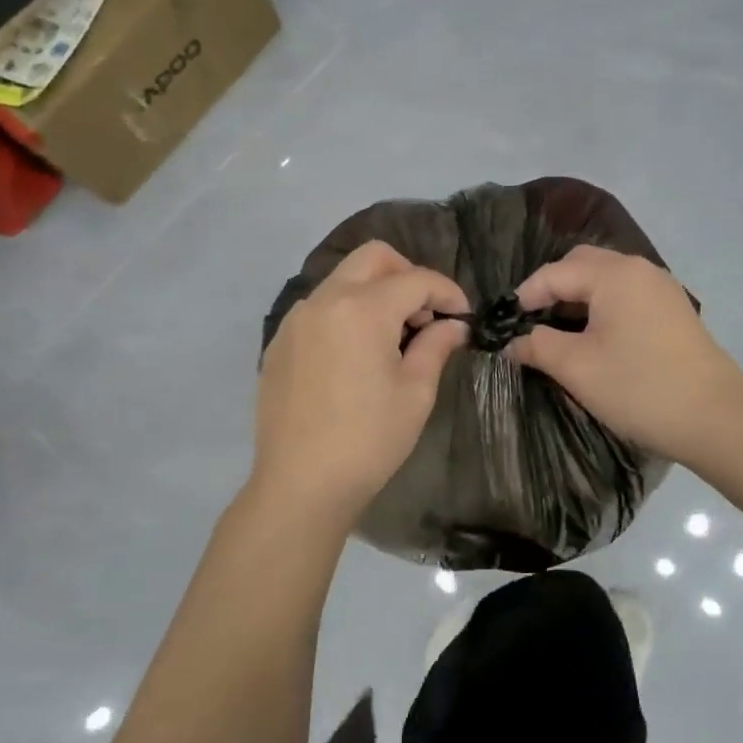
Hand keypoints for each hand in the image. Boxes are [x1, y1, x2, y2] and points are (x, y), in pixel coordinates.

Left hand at [252, 240, 469, 532]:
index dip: (447, 292)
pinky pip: (320, 308)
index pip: (416, 279)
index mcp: (362, 309)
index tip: (463, 317)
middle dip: (408, 275)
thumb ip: (436, 346)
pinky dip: (347, 313)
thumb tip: (453, 326)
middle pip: (373, 258)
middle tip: (425, 315)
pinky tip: (357, 355)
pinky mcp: (280, 343)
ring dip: (375, 292)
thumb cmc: (369, 440)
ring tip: (393, 337)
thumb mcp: (415, 393)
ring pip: (343, 279)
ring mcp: (295, 320)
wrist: (300, 484)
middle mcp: (324, 300)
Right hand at [509, 245, 742, 461]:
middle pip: (582, 265)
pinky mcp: (673, 311)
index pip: (554, 273)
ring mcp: (661, 289)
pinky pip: (626, 296)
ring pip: (606, 280)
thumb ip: (538, 347)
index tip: (504, 326)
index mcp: (614, 274)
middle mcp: (639, 270)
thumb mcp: (577, 368)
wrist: (716, 418)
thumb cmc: (639, 387)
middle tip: (531, 324)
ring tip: (557, 334)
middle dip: (551, 289)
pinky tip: (594, 339)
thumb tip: (512, 342)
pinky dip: (602, 309)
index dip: (524, 297)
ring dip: (577, 300)